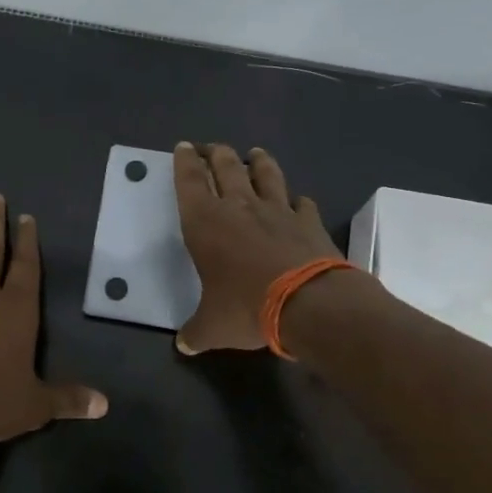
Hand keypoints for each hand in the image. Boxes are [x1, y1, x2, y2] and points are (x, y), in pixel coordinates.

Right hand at [173, 141, 340, 354]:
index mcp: (205, 223)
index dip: (184, 162)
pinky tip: (298, 200)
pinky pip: (301, 202)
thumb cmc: (246, 308)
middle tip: (210, 148)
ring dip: (258, 161)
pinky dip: (296, 199)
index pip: (189, 181)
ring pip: (265, 174)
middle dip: (215, 153)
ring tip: (255, 153)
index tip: (183, 147)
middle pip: (226, 166)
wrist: (308, 303)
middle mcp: (239, 206)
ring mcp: (277, 210)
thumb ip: (195, 332)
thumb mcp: (212, 327)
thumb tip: (183, 345)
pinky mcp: (308, 221)